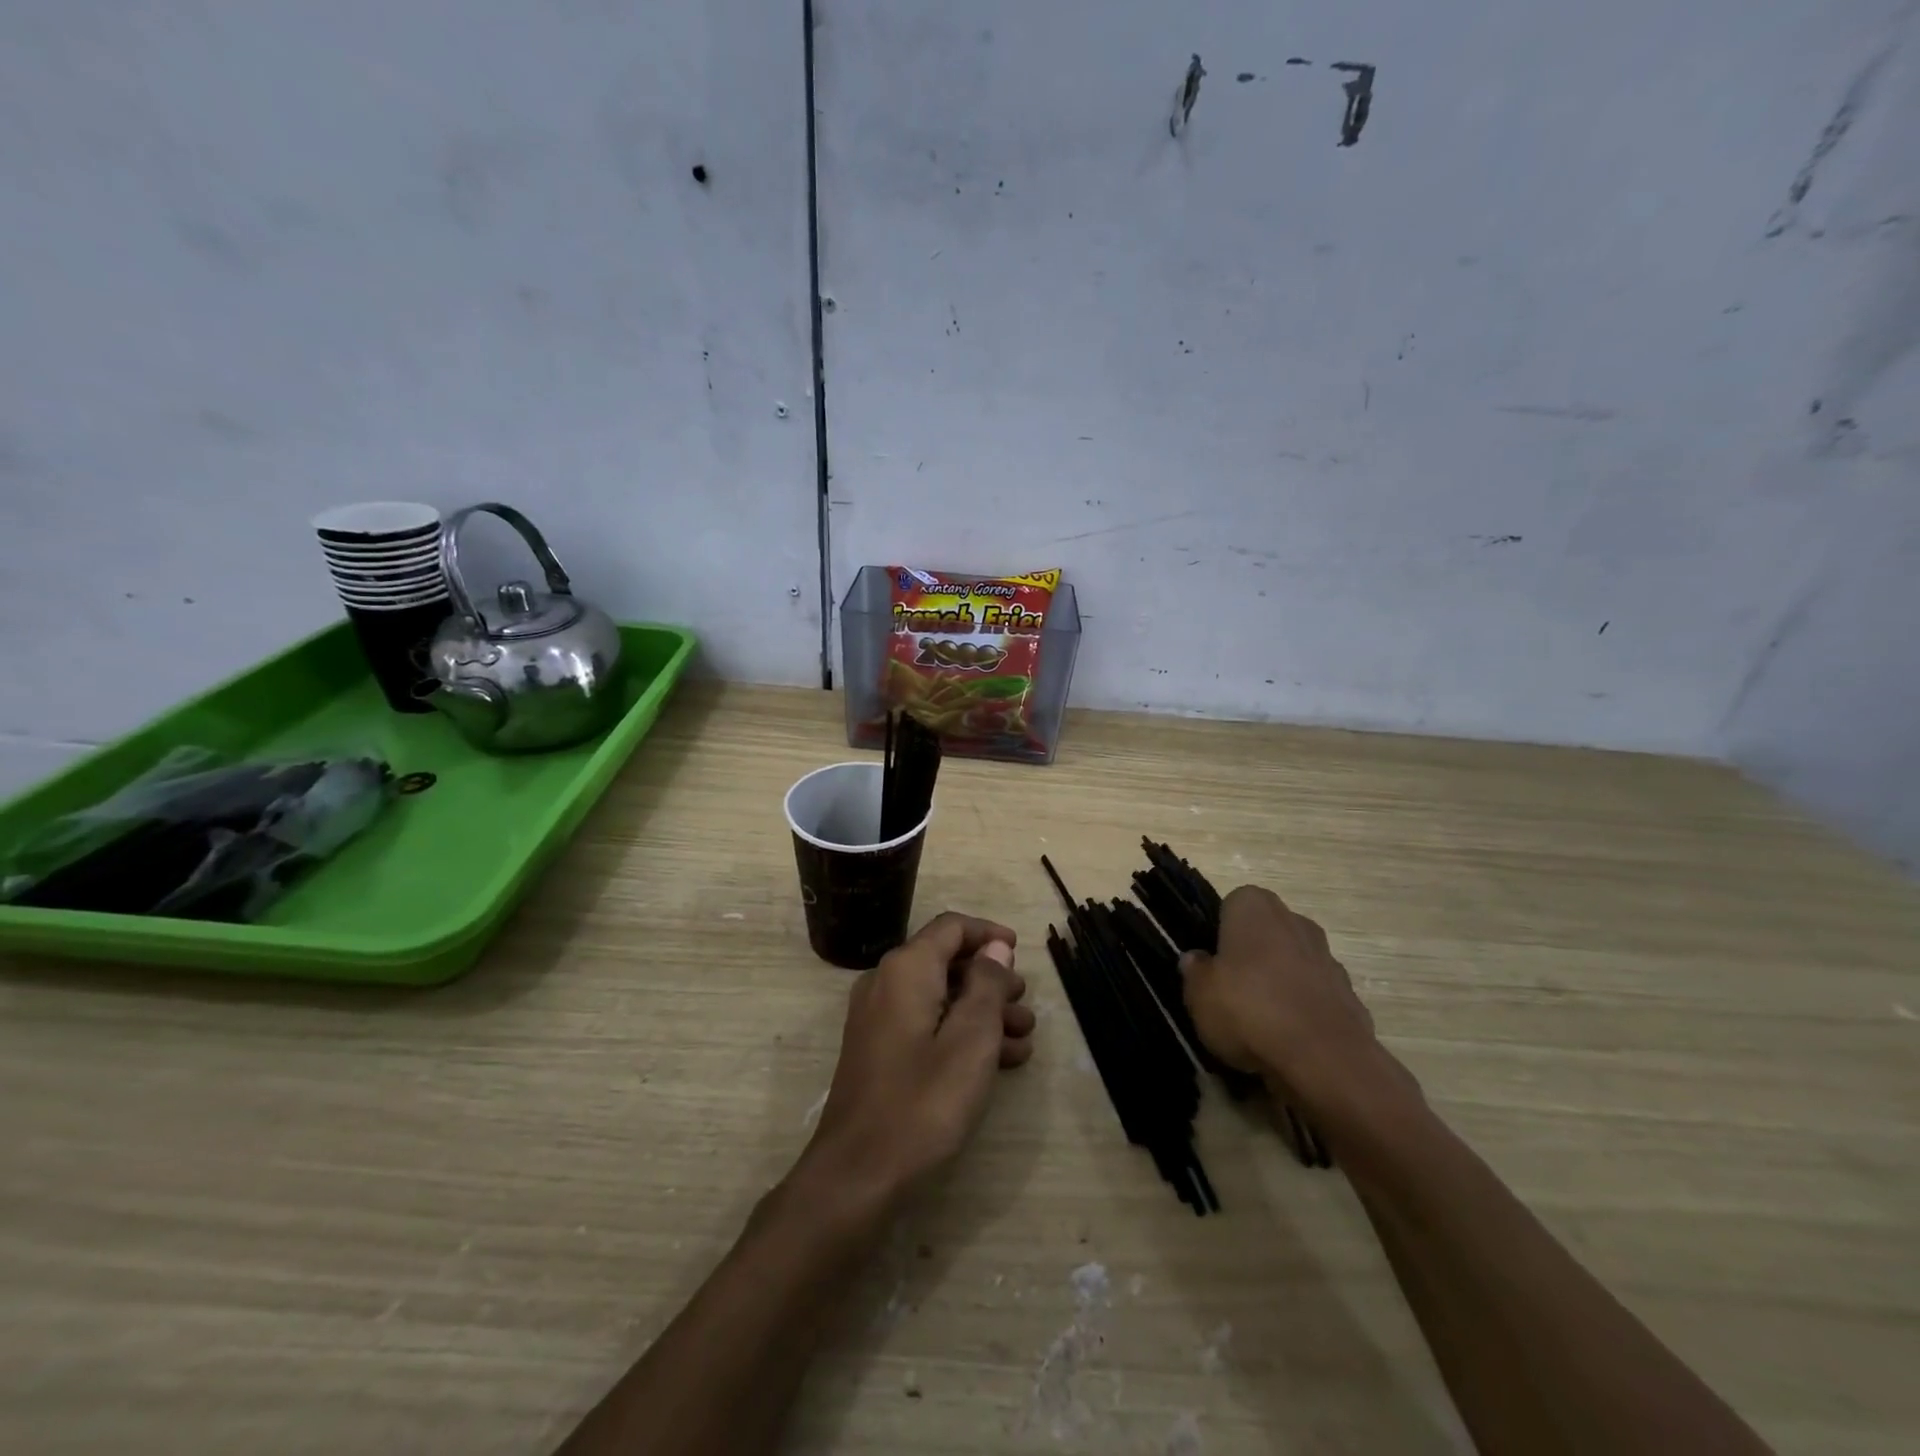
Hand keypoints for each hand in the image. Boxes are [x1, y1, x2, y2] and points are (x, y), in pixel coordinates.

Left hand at [802, 912, 1034, 1212]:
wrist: (857, 1174)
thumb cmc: (923, 1101)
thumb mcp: (971, 1040)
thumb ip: (986, 985)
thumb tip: (994, 948)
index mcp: (906, 969)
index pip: (951, 927)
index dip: (988, 935)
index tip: (1020, 952)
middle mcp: (886, 982)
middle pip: (946, 962)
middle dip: (990, 980)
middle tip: (1025, 1005)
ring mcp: (878, 1017)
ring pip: (939, 996)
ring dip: (982, 1012)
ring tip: (1022, 1040)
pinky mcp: (878, 1049)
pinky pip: (925, 1024)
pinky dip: (960, 1033)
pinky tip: (998, 1062)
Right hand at [1181, 885, 1404, 1113]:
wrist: (1325, 1059)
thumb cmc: (1249, 1009)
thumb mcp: (1198, 994)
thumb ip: (1194, 971)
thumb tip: (1195, 960)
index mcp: (1255, 907)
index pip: (1231, 905)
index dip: (1218, 932)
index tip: (1209, 962)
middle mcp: (1295, 921)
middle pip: (1265, 933)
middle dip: (1250, 956)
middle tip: (1228, 990)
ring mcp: (1328, 958)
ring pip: (1291, 964)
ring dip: (1278, 983)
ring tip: (1257, 1022)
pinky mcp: (1350, 995)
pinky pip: (1314, 997)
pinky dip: (1302, 1011)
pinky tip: (1286, 1040)